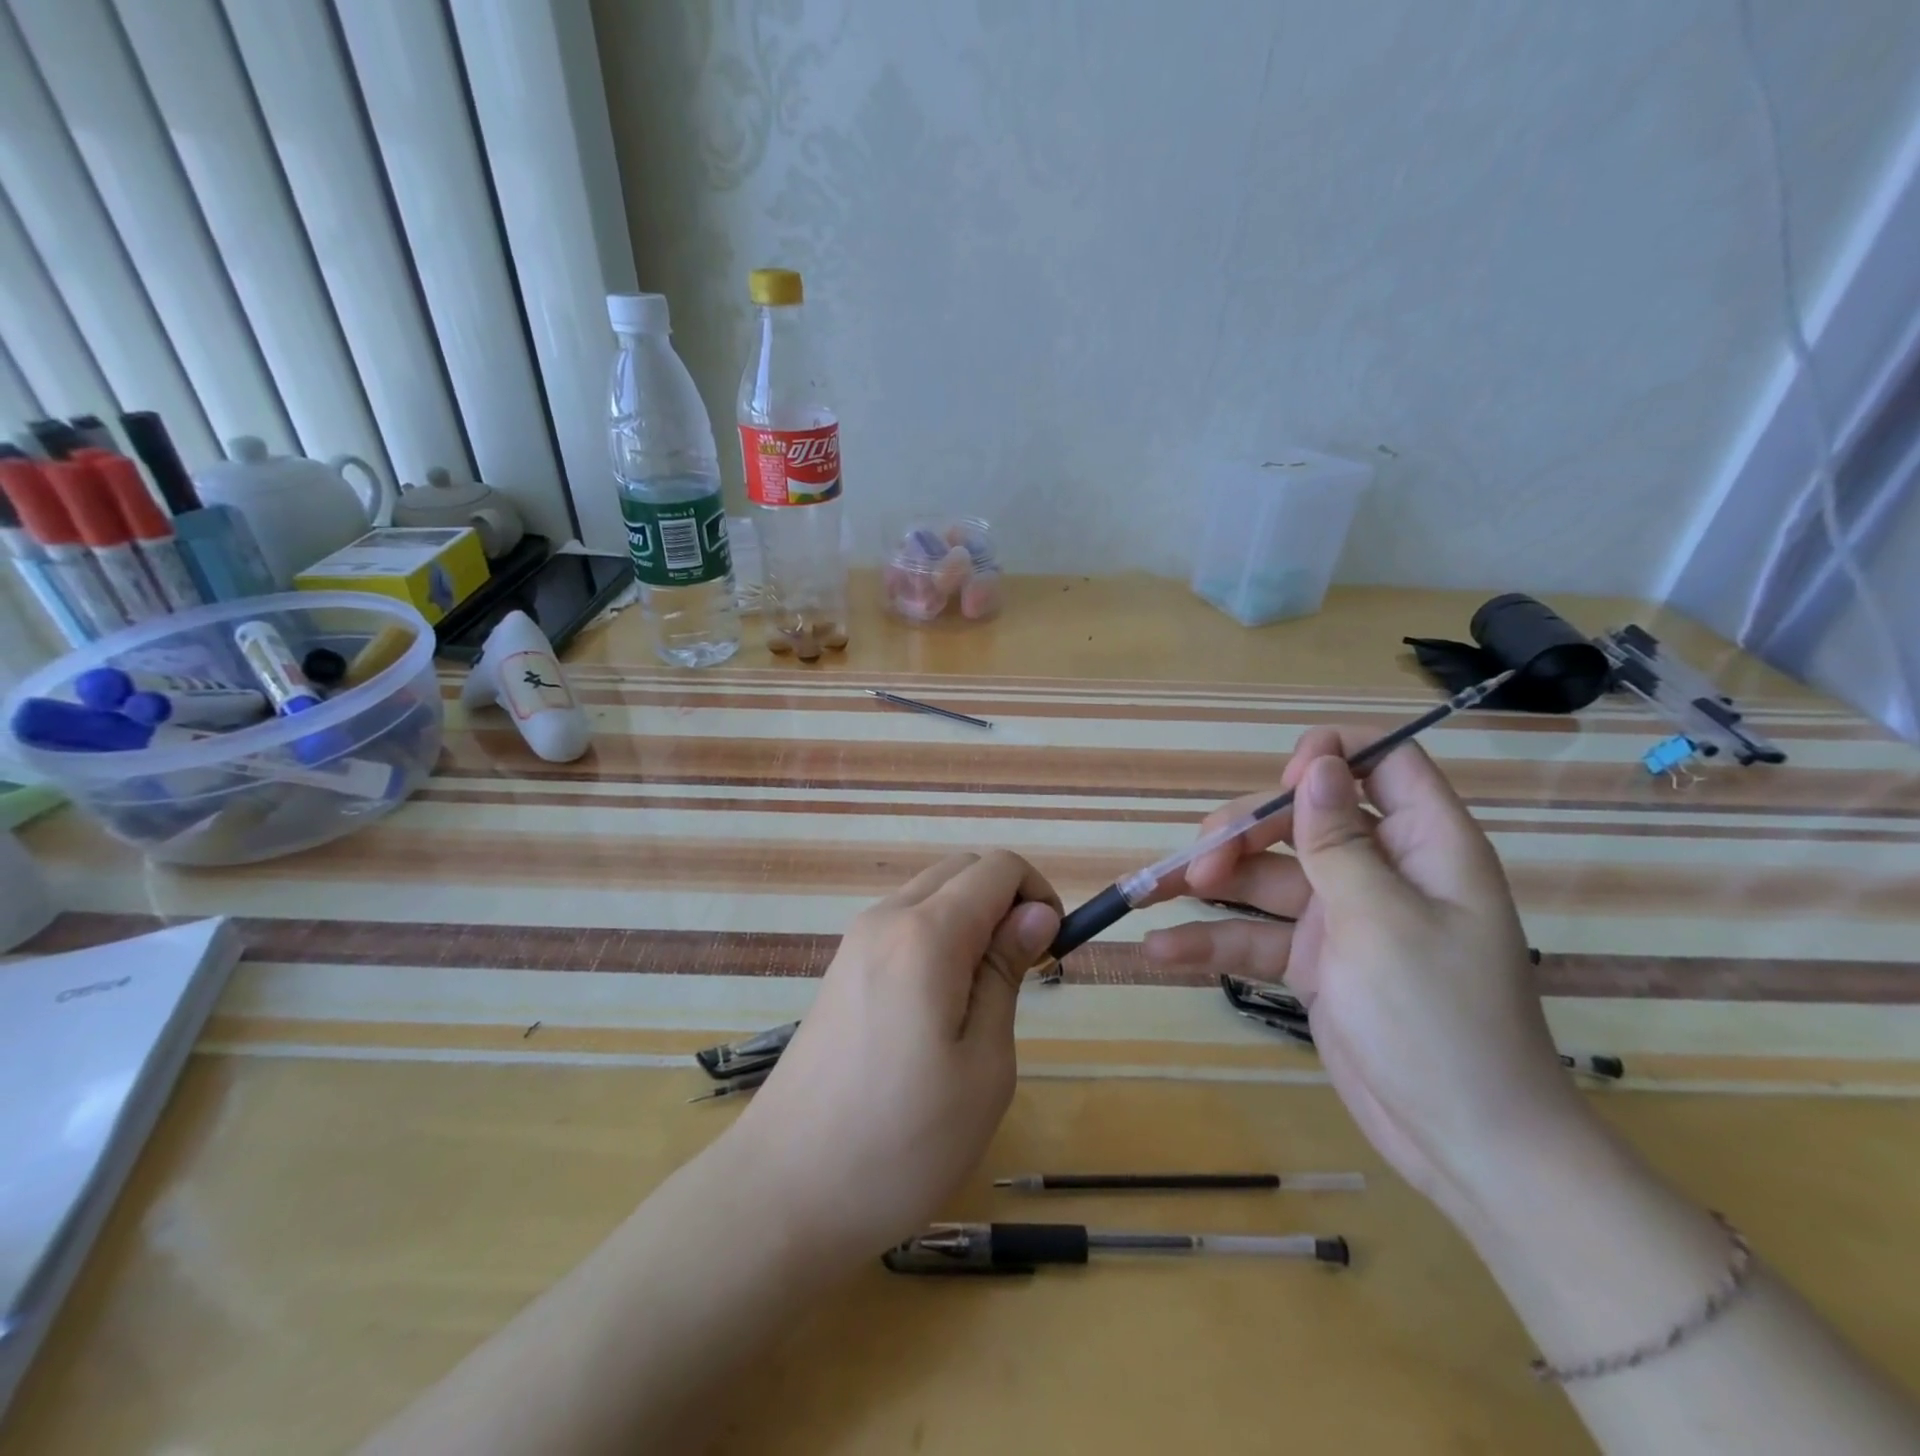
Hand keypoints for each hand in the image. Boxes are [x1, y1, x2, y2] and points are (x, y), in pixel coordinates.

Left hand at [725, 851, 1060, 1263]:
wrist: (784, 1192)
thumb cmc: (902, 1141)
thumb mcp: (983, 1065)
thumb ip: (1006, 973)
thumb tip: (1036, 912)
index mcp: (925, 934)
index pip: (998, 867)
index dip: (1039, 894)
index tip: (1052, 952)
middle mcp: (885, 919)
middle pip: (962, 870)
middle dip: (1006, 900)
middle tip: (1025, 973)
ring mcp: (855, 943)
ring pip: (930, 894)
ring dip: (971, 920)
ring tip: (983, 998)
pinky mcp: (841, 970)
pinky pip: (903, 925)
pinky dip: (938, 938)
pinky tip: (939, 1007)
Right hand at [1143, 729, 1586, 1222]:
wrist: (1465, 1146)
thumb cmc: (1438, 1019)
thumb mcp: (1381, 920)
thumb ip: (1339, 840)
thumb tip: (1319, 762)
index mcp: (1424, 847)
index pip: (1385, 766)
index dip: (1331, 759)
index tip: (1280, 780)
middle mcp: (1381, 873)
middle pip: (1301, 821)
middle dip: (1244, 834)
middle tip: (1199, 863)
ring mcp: (1343, 919)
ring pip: (1266, 878)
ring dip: (1211, 884)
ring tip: (1152, 892)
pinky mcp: (1313, 963)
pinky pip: (1256, 937)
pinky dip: (1212, 941)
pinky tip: (1161, 951)